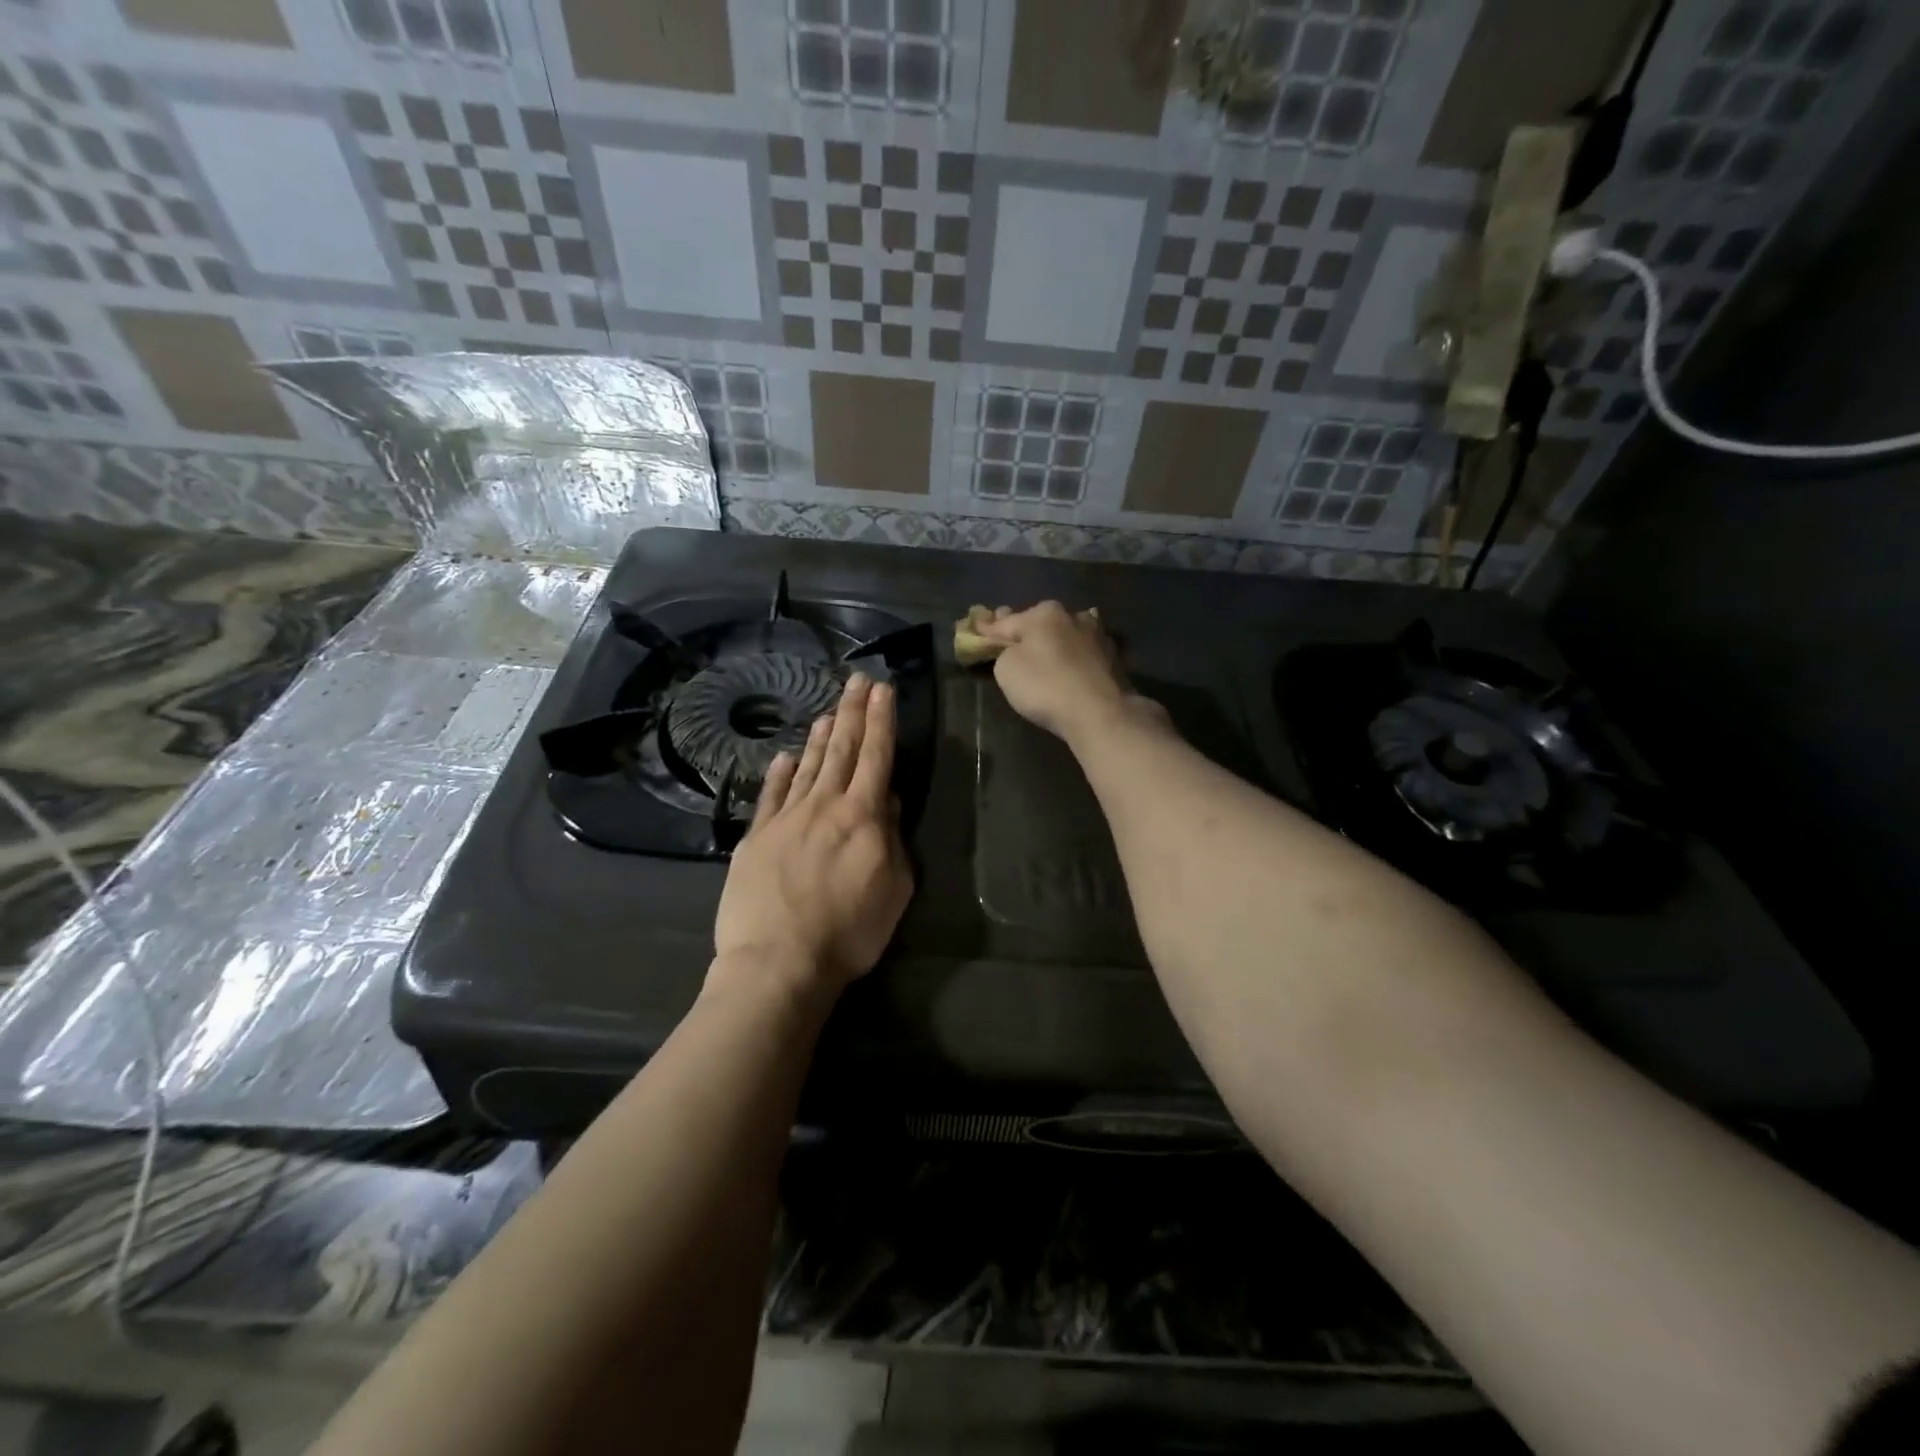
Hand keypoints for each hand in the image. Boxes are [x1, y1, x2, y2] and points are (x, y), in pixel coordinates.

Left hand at [711, 673, 912, 998]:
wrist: (778, 961)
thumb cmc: (849, 932)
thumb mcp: (894, 889)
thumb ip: (892, 839)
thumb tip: (886, 801)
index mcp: (862, 815)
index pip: (876, 756)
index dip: (881, 720)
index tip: (883, 689)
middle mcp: (823, 805)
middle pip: (840, 750)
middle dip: (852, 712)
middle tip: (858, 680)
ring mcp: (785, 819)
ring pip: (807, 767)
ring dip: (820, 736)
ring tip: (829, 710)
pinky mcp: (755, 838)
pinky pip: (770, 795)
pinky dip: (779, 773)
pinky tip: (785, 756)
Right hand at [974, 602, 1162, 743]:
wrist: (1100, 713)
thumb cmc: (1045, 686)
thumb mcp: (1006, 669)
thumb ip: (1005, 652)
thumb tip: (1016, 649)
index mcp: (1044, 613)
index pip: (1007, 621)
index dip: (989, 629)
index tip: (978, 630)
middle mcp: (1073, 616)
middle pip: (1040, 624)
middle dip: (1026, 632)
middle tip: (1011, 641)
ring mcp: (1098, 636)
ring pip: (1065, 636)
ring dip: (1054, 643)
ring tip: (1043, 656)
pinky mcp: (1114, 659)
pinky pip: (1082, 655)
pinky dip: (1072, 659)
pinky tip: (1069, 668)